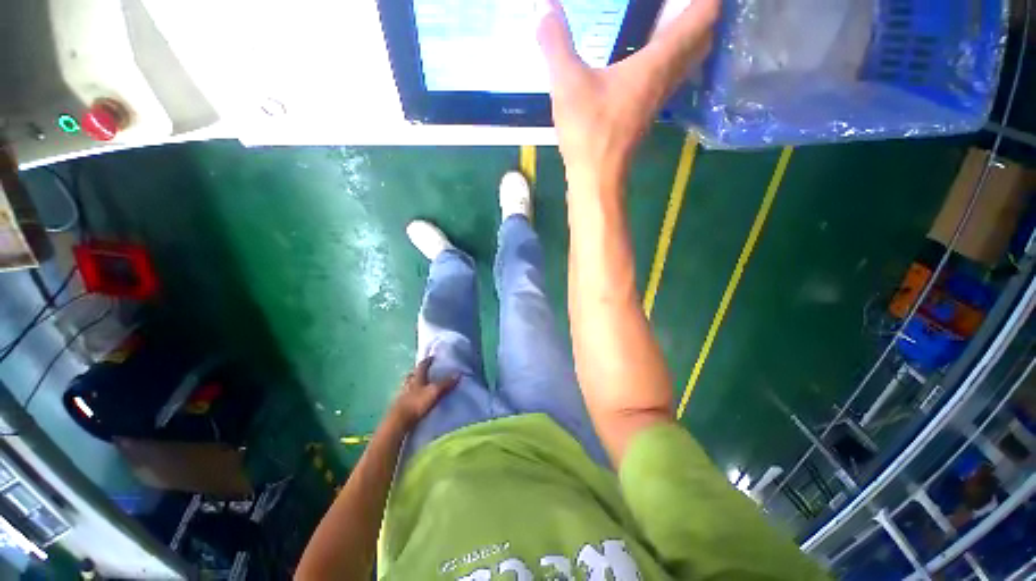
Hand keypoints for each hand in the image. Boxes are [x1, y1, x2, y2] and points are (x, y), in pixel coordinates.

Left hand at [389, 357, 458, 429]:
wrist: (398, 421)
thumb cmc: (417, 403)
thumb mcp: (434, 392)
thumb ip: (446, 383)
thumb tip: (458, 373)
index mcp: (417, 378)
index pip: (422, 366)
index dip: (427, 361)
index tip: (432, 357)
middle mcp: (408, 383)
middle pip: (413, 374)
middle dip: (418, 372)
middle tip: (424, 371)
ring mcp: (402, 394)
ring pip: (407, 384)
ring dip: (412, 382)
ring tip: (418, 384)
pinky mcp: (398, 404)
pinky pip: (405, 395)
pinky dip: (409, 394)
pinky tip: (413, 398)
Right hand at [538, 0, 718, 187]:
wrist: (596, 176)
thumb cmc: (588, 131)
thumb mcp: (568, 84)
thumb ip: (556, 43)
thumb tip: (545, 7)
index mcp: (657, 62)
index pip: (702, 16)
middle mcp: (666, 78)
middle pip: (704, 38)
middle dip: (705, 13)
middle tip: (690, 1)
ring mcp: (658, 99)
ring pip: (690, 60)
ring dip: (693, 37)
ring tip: (677, 18)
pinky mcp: (646, 115)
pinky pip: (672, 77)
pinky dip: (674, 59)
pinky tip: (653, 58)